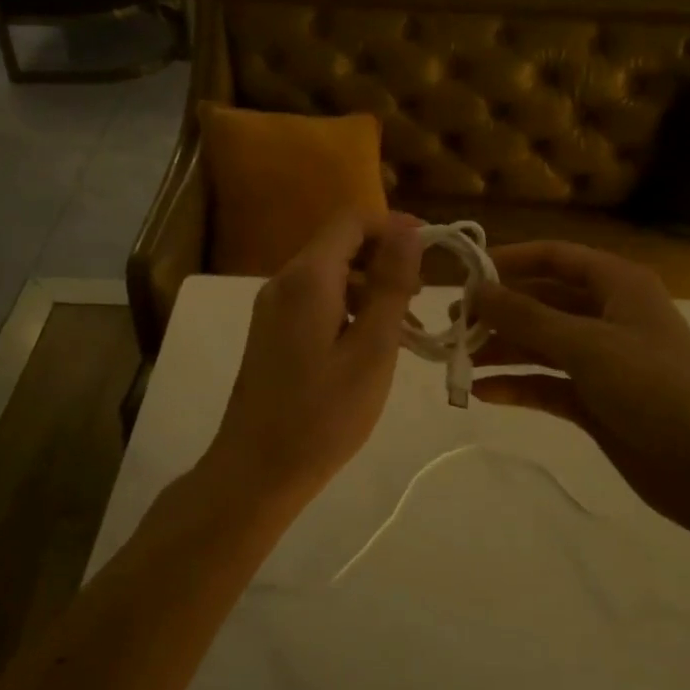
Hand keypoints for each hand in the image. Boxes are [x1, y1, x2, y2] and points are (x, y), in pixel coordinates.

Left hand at [203, 211, 422, 496]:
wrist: (256, 470)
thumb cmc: (323, 415)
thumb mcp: (372, 349)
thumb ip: (390, 285)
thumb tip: (408, 231)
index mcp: (308, 278)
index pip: (351, 220)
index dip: (394, 225)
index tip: (432, 251)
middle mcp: (284, 281)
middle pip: (339, 243)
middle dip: (385, 258)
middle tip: (423, 296)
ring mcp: (273, 307)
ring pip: (329, 273)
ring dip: (370, 286)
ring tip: (405, 327)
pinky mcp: (271, 331)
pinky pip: (316, 299)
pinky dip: (349, 307)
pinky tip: (370, 343)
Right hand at [471, 242, 689, 530]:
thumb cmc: (655, 390)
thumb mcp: (587, 345)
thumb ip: (526, 317)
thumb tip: (475, 291)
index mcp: (617, 285)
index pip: (554, 257)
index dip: (509, 261)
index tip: (464, 277)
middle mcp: (607, 315)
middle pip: (541, 302)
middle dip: (498, 313)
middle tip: (453, 328)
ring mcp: (602, 359)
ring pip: (540, 344)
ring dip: (502, 350)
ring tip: (458, 362)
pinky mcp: (596, 399)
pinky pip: (547, 383)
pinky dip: (518, 385)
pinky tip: (484, 394)